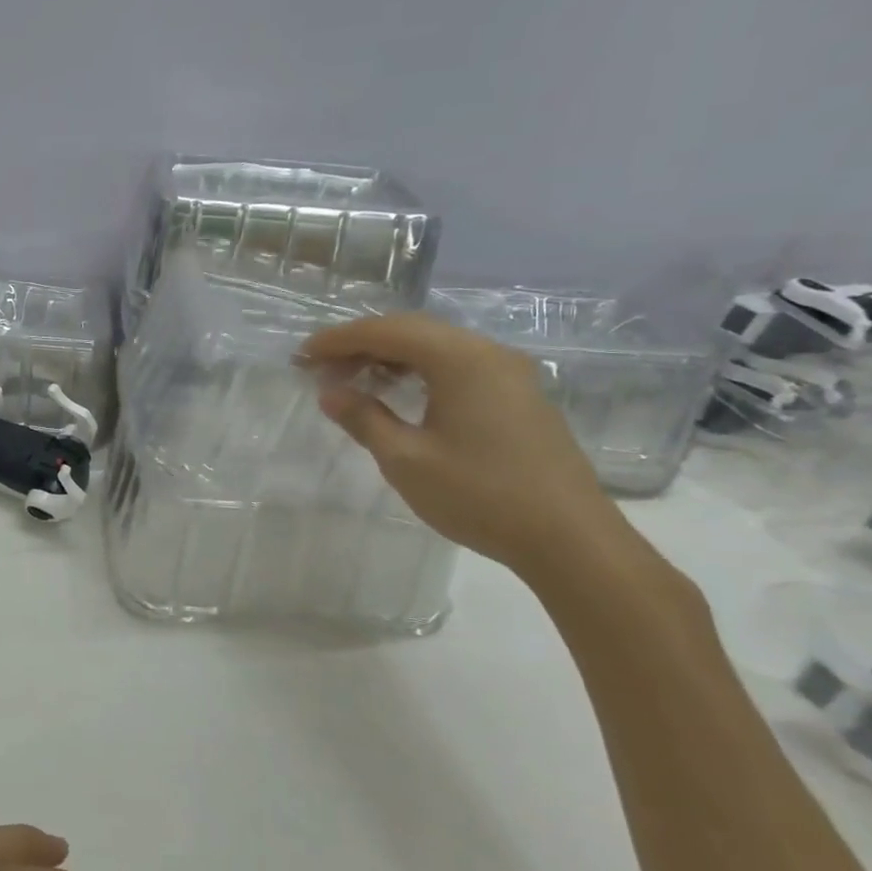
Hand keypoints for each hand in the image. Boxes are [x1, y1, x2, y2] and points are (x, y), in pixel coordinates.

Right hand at [301, 312, 630, 582]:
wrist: (570, 540)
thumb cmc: (480, 495)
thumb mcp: (406, 459)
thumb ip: (363, 418)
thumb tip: (329, 392)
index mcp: (459, 359)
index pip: (386, 331)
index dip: (337, 340)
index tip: (301, 356)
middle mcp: (487, 353)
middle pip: (411, 330)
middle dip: (360, 344)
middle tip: (320, 368)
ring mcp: (509, 372)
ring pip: (435, 346)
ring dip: (389, 356)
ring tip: (352, 380)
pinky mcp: (518, 395)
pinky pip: (456, 364)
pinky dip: (418, 370)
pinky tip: (398, 393)